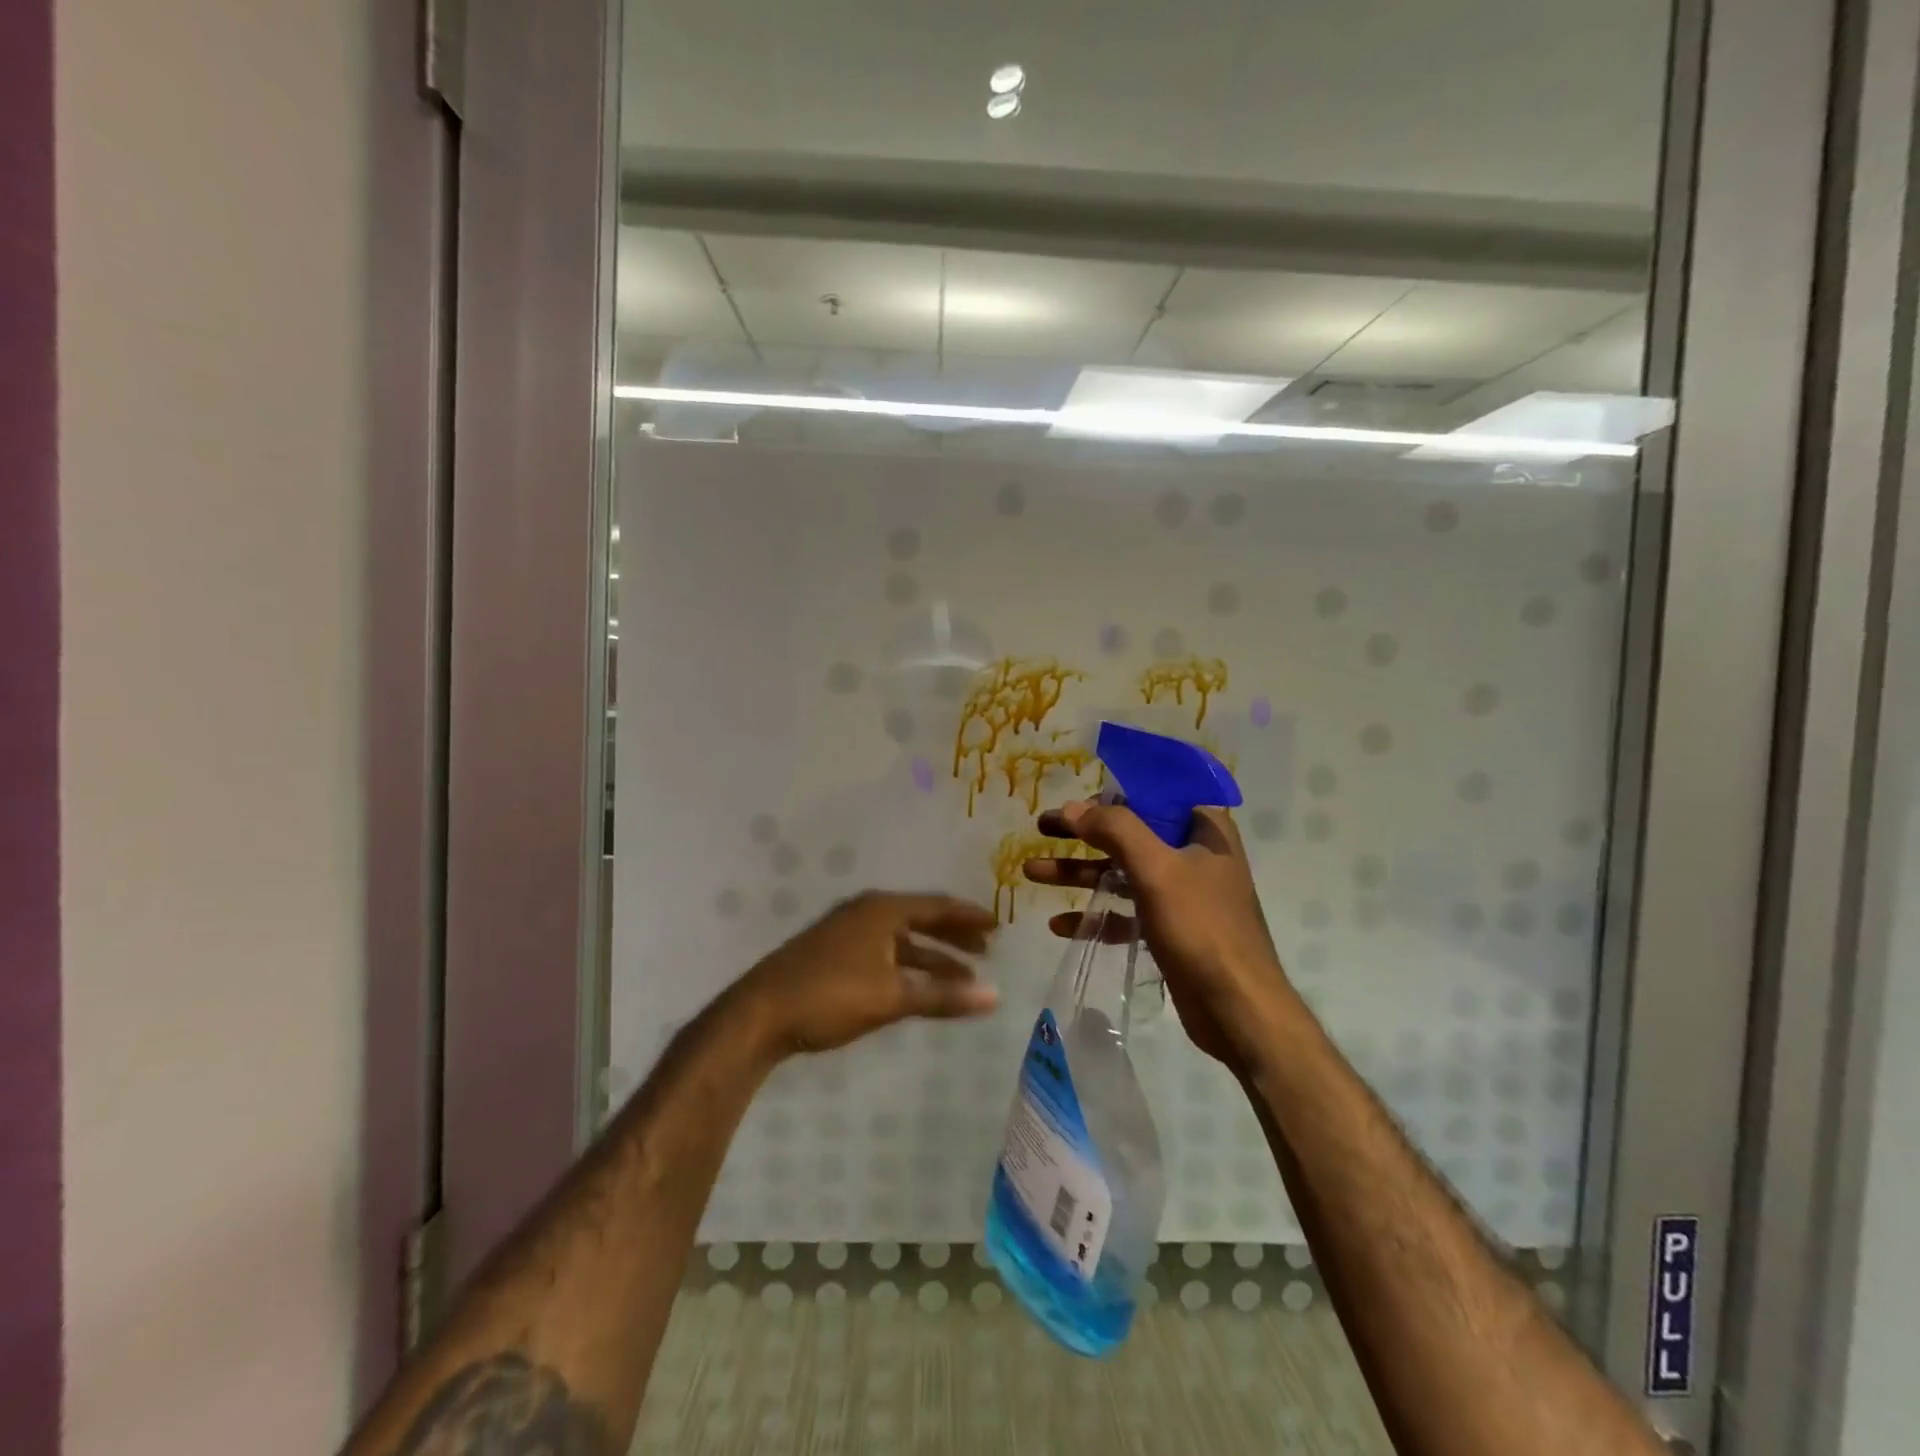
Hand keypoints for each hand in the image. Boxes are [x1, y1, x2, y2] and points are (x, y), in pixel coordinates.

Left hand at [738, 891, 998, 1058]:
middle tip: (985, 951)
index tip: (997, 925)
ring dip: (930, 957)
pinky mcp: (831, 954)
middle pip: (920, 919)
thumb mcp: (892, 997)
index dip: (969, 917)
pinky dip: (906, 967)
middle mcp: (865, 912)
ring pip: (900, 940)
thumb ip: (943, 996)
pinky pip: (882, 953)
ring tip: (961, 978)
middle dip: (953, 936)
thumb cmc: (830, 996)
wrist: (759, 1014)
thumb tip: (995, 996)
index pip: (937, 906)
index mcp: (882, 910)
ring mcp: (845, 932)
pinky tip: (916, 988)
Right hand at [1023, 801, 1286, 1074]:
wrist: (1238, 1010)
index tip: (1075, 798)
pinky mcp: (1170, 929)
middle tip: (1042, 827)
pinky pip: (1126, 912)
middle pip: (1129, 833)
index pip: (1154, 794)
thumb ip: (1115, 830)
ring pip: (1122, 872)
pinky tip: (1060, 925)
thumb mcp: (1156, 869)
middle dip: (1083, 833)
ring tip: (1032, 871)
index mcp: (1204, 829)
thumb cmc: (1202, 927)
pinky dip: (1096, 915)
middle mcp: (1195, 855)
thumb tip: (1073, 808)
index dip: (1112, 793)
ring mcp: (1182, 894)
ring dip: (1080, 872)